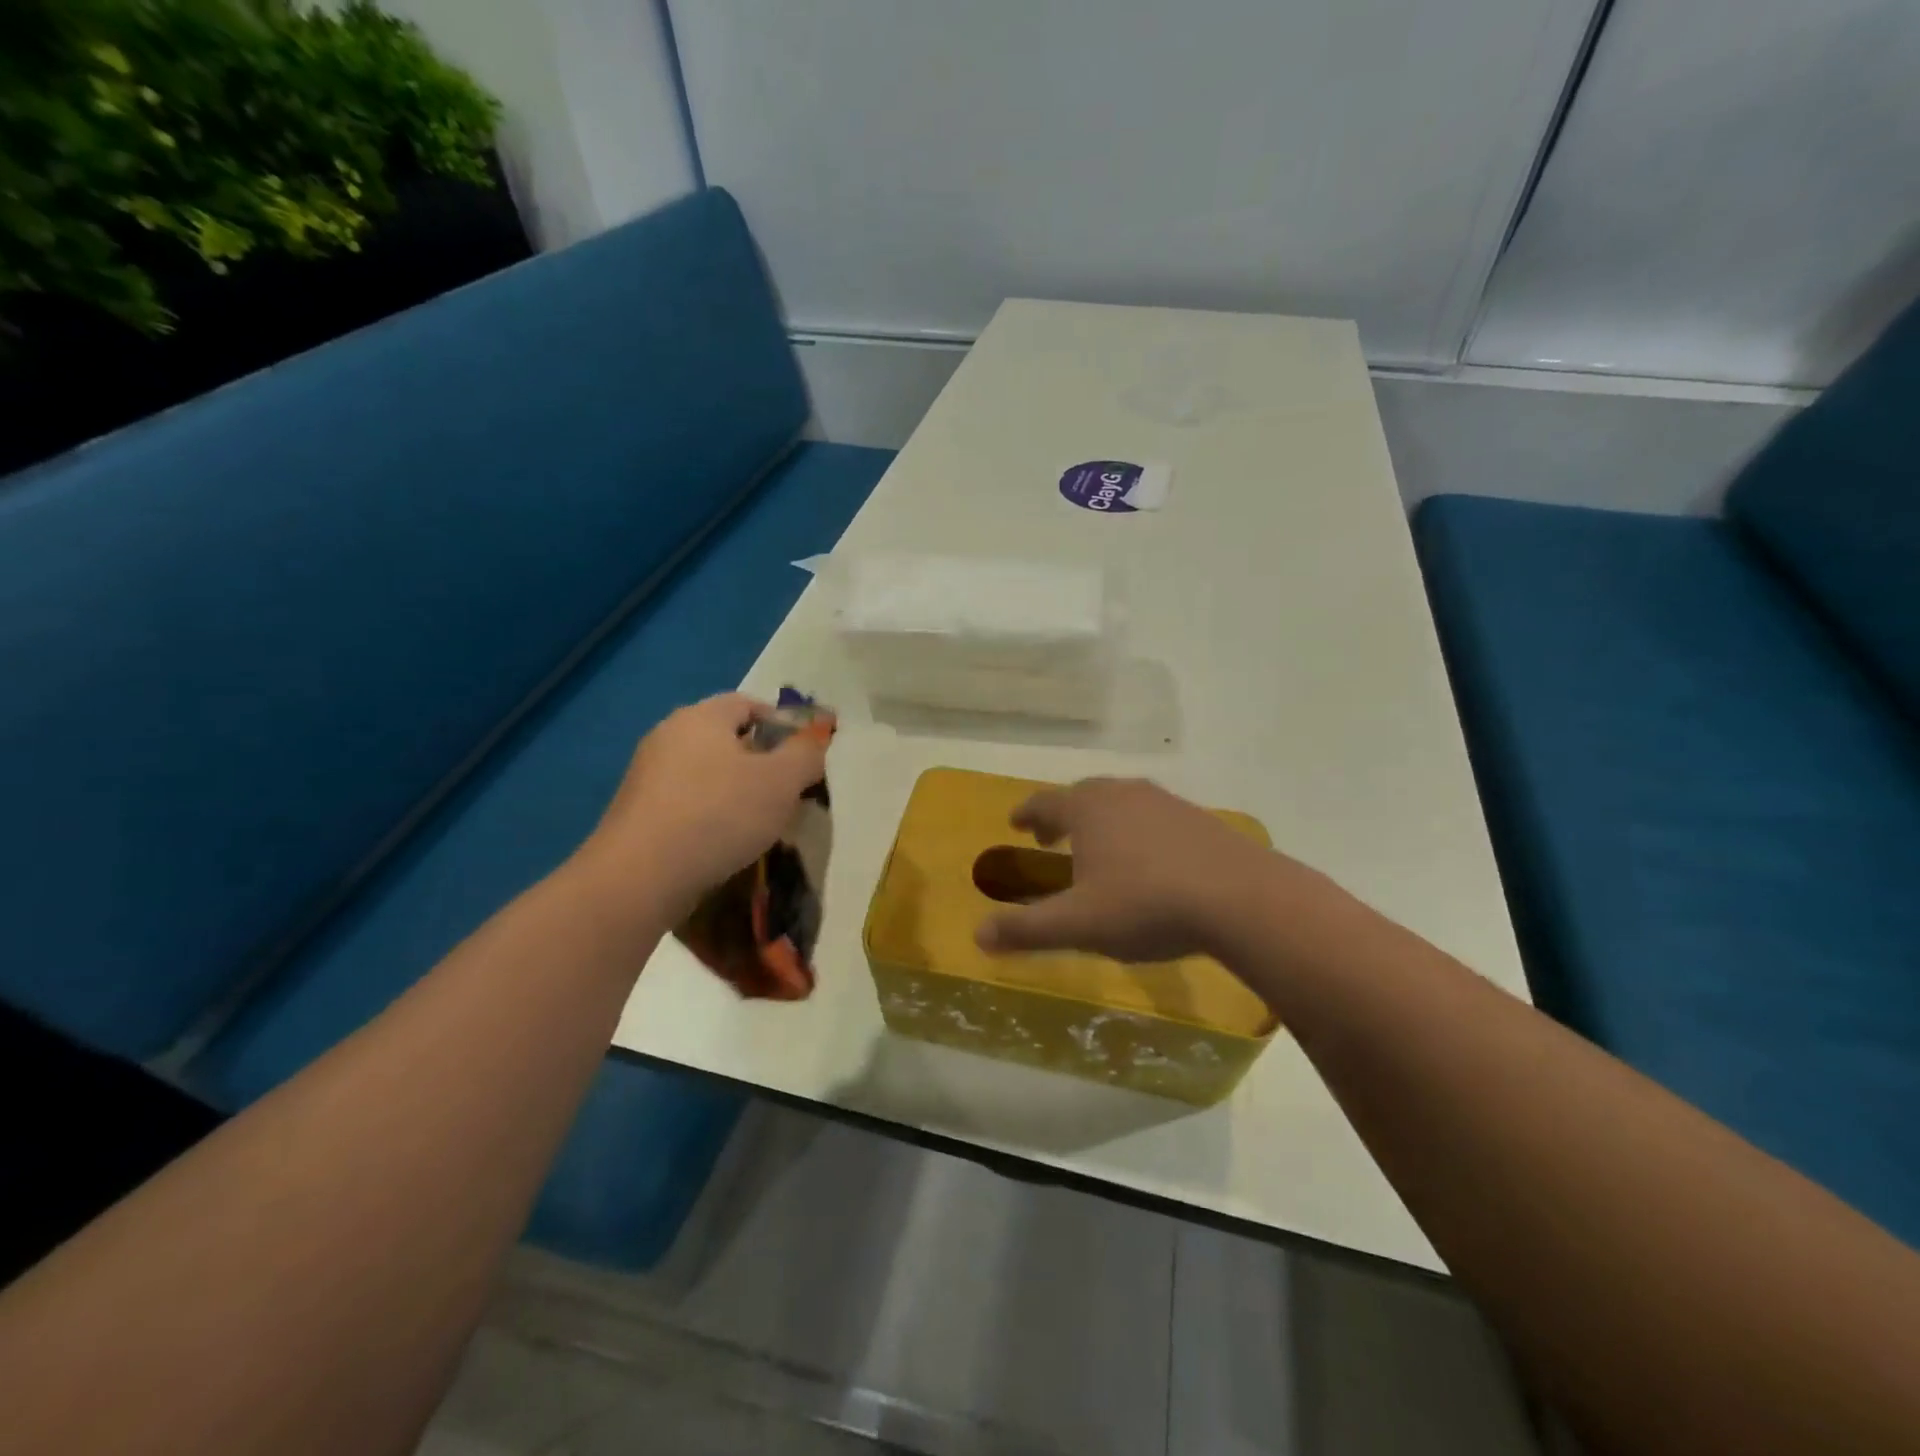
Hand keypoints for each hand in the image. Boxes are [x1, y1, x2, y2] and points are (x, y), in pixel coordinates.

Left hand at [577, 694, 828, 917]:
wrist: (640, 876)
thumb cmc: (719, 814)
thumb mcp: (782, 781)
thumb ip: (806, 754)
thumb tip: (814, 739)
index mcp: (701, 717)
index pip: (748, 703)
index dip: (782, 724)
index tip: (804, 756)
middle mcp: (668, 735)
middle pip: (726, 738)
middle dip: (760, 761)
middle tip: (786, 792)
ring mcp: (646, 774)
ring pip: (706, 772)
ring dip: (735, 790)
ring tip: (759, 823)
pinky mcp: (636, 812)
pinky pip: (686, 801)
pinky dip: (710, 813)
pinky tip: (723, 842)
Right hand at [974, 777, 1270, 962]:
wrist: (1240, 899)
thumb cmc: (1146, 905)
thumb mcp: (1079, 924)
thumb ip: (1026, 929)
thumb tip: (978, 936)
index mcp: (1088, 809)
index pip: (1046, 802)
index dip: (1027, 812)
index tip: (1016, 822)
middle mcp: (1124, 794)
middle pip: (1083, 795)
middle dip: (1062, 814)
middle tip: (1051, 836)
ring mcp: (1166, 803)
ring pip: (1122, 803)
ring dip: (1102, 820)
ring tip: (1099, 846)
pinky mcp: (1200, 819)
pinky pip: (1154, 817)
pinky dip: (1138, 830)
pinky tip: (1149, 859)